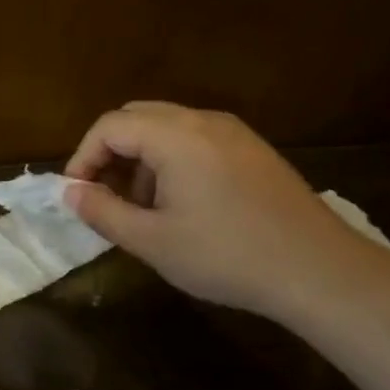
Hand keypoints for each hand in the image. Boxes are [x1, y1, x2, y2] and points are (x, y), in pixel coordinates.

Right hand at [65, 102, 384, 322]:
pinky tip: (181, 205)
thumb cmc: (226, 255)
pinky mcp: (254, 150)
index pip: (110, 126)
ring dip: (141, 158)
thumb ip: (102, 212)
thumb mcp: (152, 241)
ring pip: (167, 128)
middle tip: (103, 196)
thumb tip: (70, 192)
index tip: (76, 195)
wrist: (320, 271)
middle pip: (137, 117)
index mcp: (175, 135)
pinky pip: (196, 140)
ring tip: (141, 207)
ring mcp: (234, 132)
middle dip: (110, 153)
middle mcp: (204, 120)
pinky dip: (171, 161)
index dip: (82, 157)